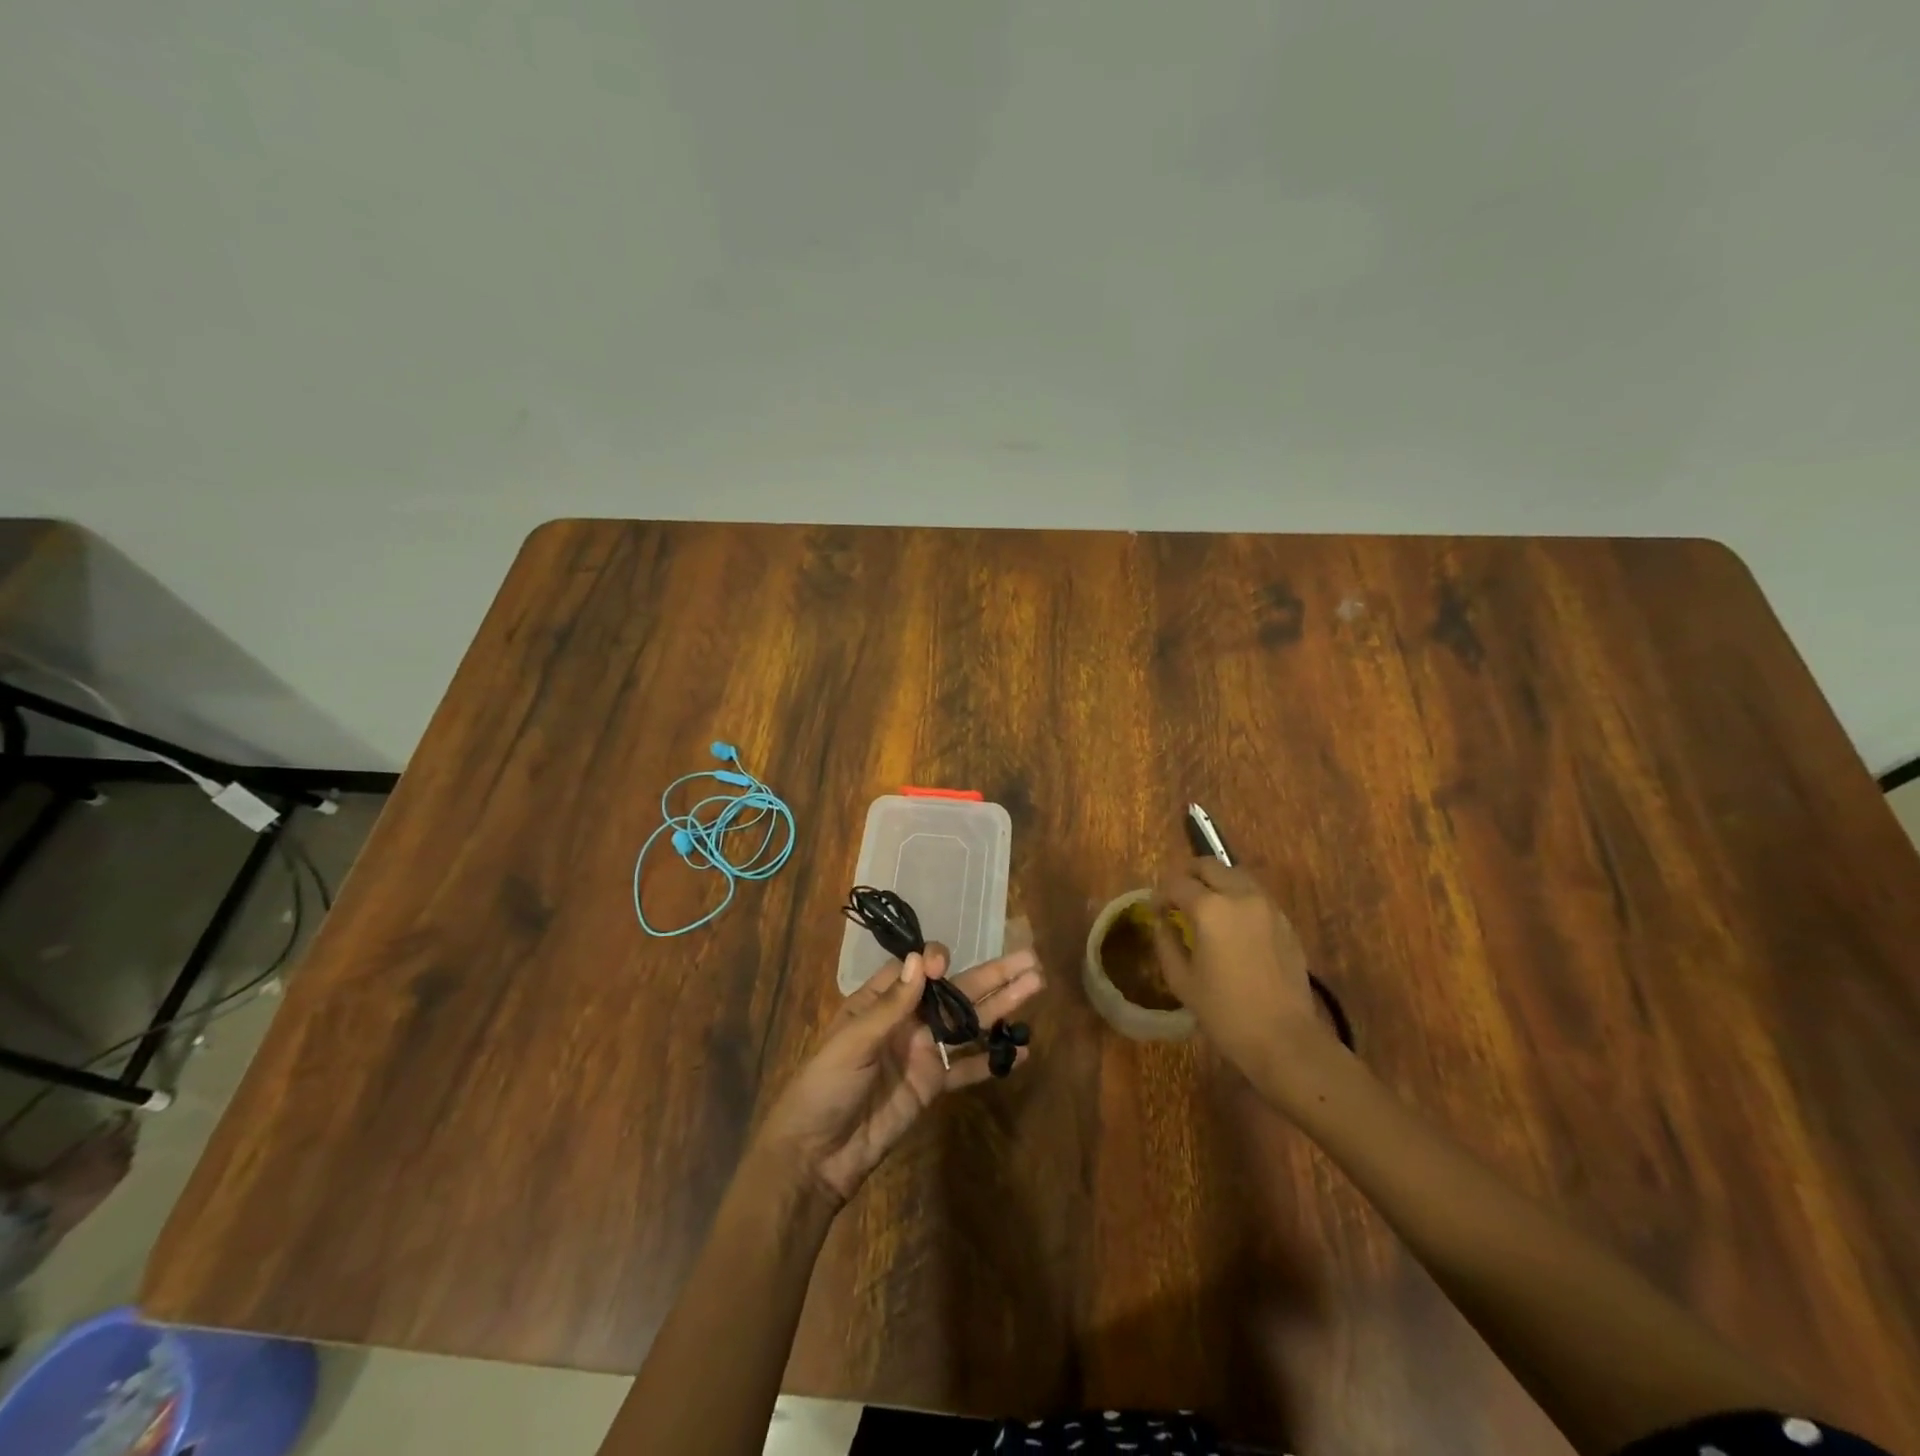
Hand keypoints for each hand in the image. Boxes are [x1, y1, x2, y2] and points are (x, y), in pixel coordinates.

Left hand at [753, 946, 1043, 1205]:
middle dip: (991, 974)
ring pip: (968, 1023)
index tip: (944, 965)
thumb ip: (891, 1005)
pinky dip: (992, 1059)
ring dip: (1001, 1005)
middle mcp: (907, 1021)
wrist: (817, 1156)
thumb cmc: (825, 1087)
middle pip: (955, 991)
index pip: (916, 969)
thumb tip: (922, 960)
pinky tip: (1021, 1050)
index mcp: (879, 1003)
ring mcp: (923, 1053)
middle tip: (1029, 959)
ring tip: (1036, 986)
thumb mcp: (853, 1042)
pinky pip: (966, 1067)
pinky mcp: (932, 1086)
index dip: (935, 961)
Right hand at [1152, 858, 1334, 1105]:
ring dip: (1216, 881)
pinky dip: (1238, 897)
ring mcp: (1267, 906)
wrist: (1284, 1039)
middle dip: (1188, 875)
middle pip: (1209, 866)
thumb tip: (1161, 922)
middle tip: (1176, 896)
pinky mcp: (1285, 922)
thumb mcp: (1182, 981)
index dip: (1160, 894)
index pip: (1177, 884)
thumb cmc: (1225, 1013)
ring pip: (1236, 875)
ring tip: (1205, 905)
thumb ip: (1166, 943)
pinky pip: (1255, 895)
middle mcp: (1240, 896)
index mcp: (1210, 909)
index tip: (1155, 910)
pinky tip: (1231, 923)